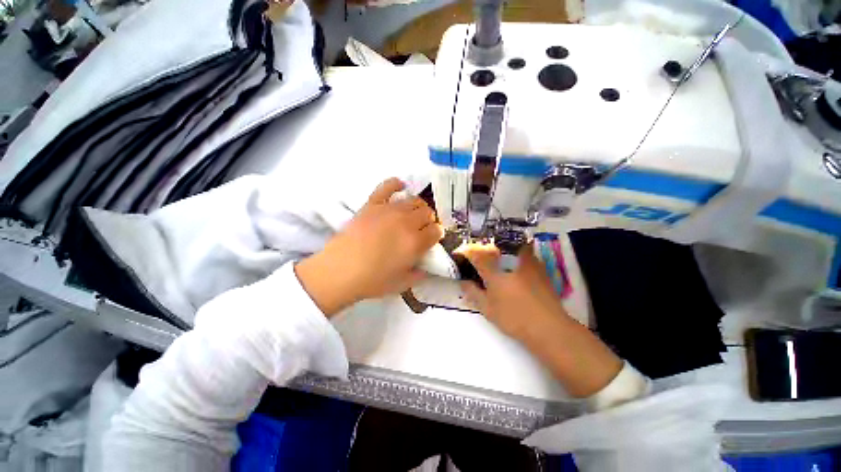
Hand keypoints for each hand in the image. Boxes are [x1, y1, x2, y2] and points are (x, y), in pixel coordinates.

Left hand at [295, 178, 442, 315]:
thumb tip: (426, 267)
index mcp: (415, 242)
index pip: (437, 230)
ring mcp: (389, 210)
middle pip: (428, 212)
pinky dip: (395, 184)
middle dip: (428, 221)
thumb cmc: (372, 281)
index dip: (436, 235)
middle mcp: (406, 222)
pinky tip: (400, 187)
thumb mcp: (402, 284)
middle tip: (420, 230)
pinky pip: (387, 186)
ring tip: (411, 215)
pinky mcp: (372, 204)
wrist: (340, 271)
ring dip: (417, 207)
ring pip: (414, 200)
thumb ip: (419, 274)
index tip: (430, 240)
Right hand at [459, 243, 568, 341]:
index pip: (478, 257)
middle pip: (498, 246)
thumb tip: (463, 281)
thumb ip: (474, 293)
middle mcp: (512, 264)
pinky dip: (522, 256)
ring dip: (507, 248)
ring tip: (504, 255)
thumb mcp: (488, 309)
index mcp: (496, 274)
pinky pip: (529, 255)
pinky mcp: (542, 270)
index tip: (464, 252)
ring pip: (516, 247)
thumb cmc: (514, 318)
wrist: (549, 328)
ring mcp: (529, 265)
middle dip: (489, 247)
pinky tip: (521, 267)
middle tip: (486, 252)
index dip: (469, 253)